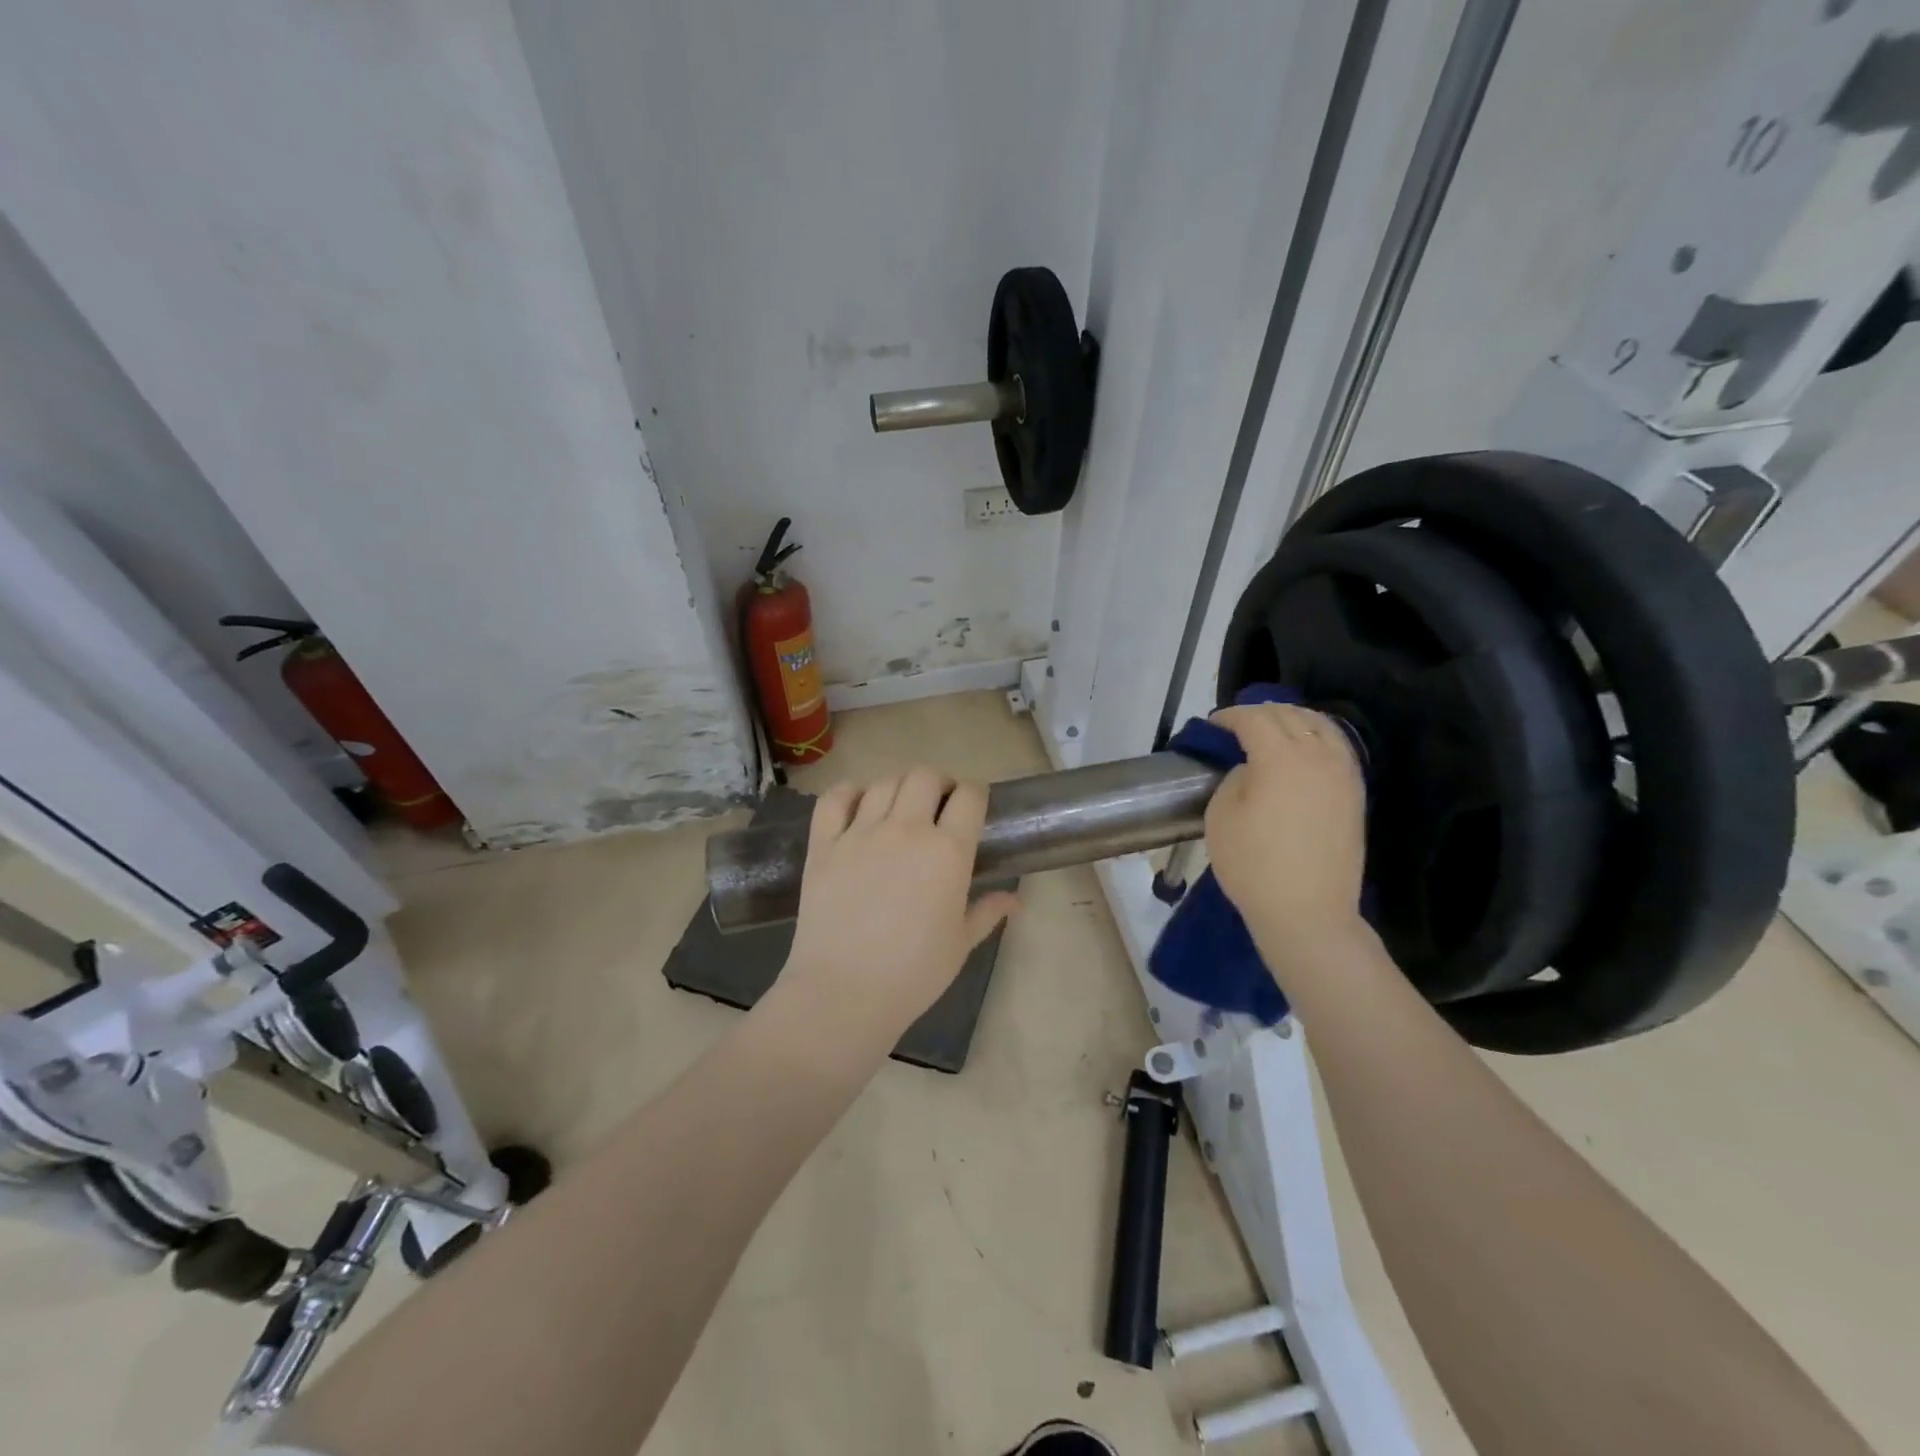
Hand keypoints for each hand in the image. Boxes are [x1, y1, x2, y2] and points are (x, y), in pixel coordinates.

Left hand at [781, 768, 1018, 1047]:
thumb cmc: (913, 974)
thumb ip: (987, 912)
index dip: (974, 794)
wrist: (845, 993)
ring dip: (897, 788)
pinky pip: (834, 799)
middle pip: (924, 776)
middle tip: (937, 806)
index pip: (969, 795)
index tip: (972, 806)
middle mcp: (906, 829)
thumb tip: (1015, 900)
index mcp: (948, 851)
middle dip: (937, 784)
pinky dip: (848, 793)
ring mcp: (860, 833)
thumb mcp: (960, 944)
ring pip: (883, 782)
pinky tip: (857, 805)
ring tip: (899, 808)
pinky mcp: (823, 844)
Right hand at [1204, 704, 1368, 981]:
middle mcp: (1317, 756)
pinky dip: (1317, 736)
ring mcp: (1343, 774)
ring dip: (1293, 719)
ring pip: (1320, 725)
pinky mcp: (1355, 793)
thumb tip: (1252, 768)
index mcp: (1280, 758)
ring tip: (1273, 729)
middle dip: (1260, 712)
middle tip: (1237, 725)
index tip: (1213, 724)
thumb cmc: (1253, 865)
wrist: (1308, 912)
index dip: (1229, 716)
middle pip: (1289, 715)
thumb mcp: (1221, 816)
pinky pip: (1338, 747)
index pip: (1254, 719)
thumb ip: (1235, 778)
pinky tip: (1304, 748)